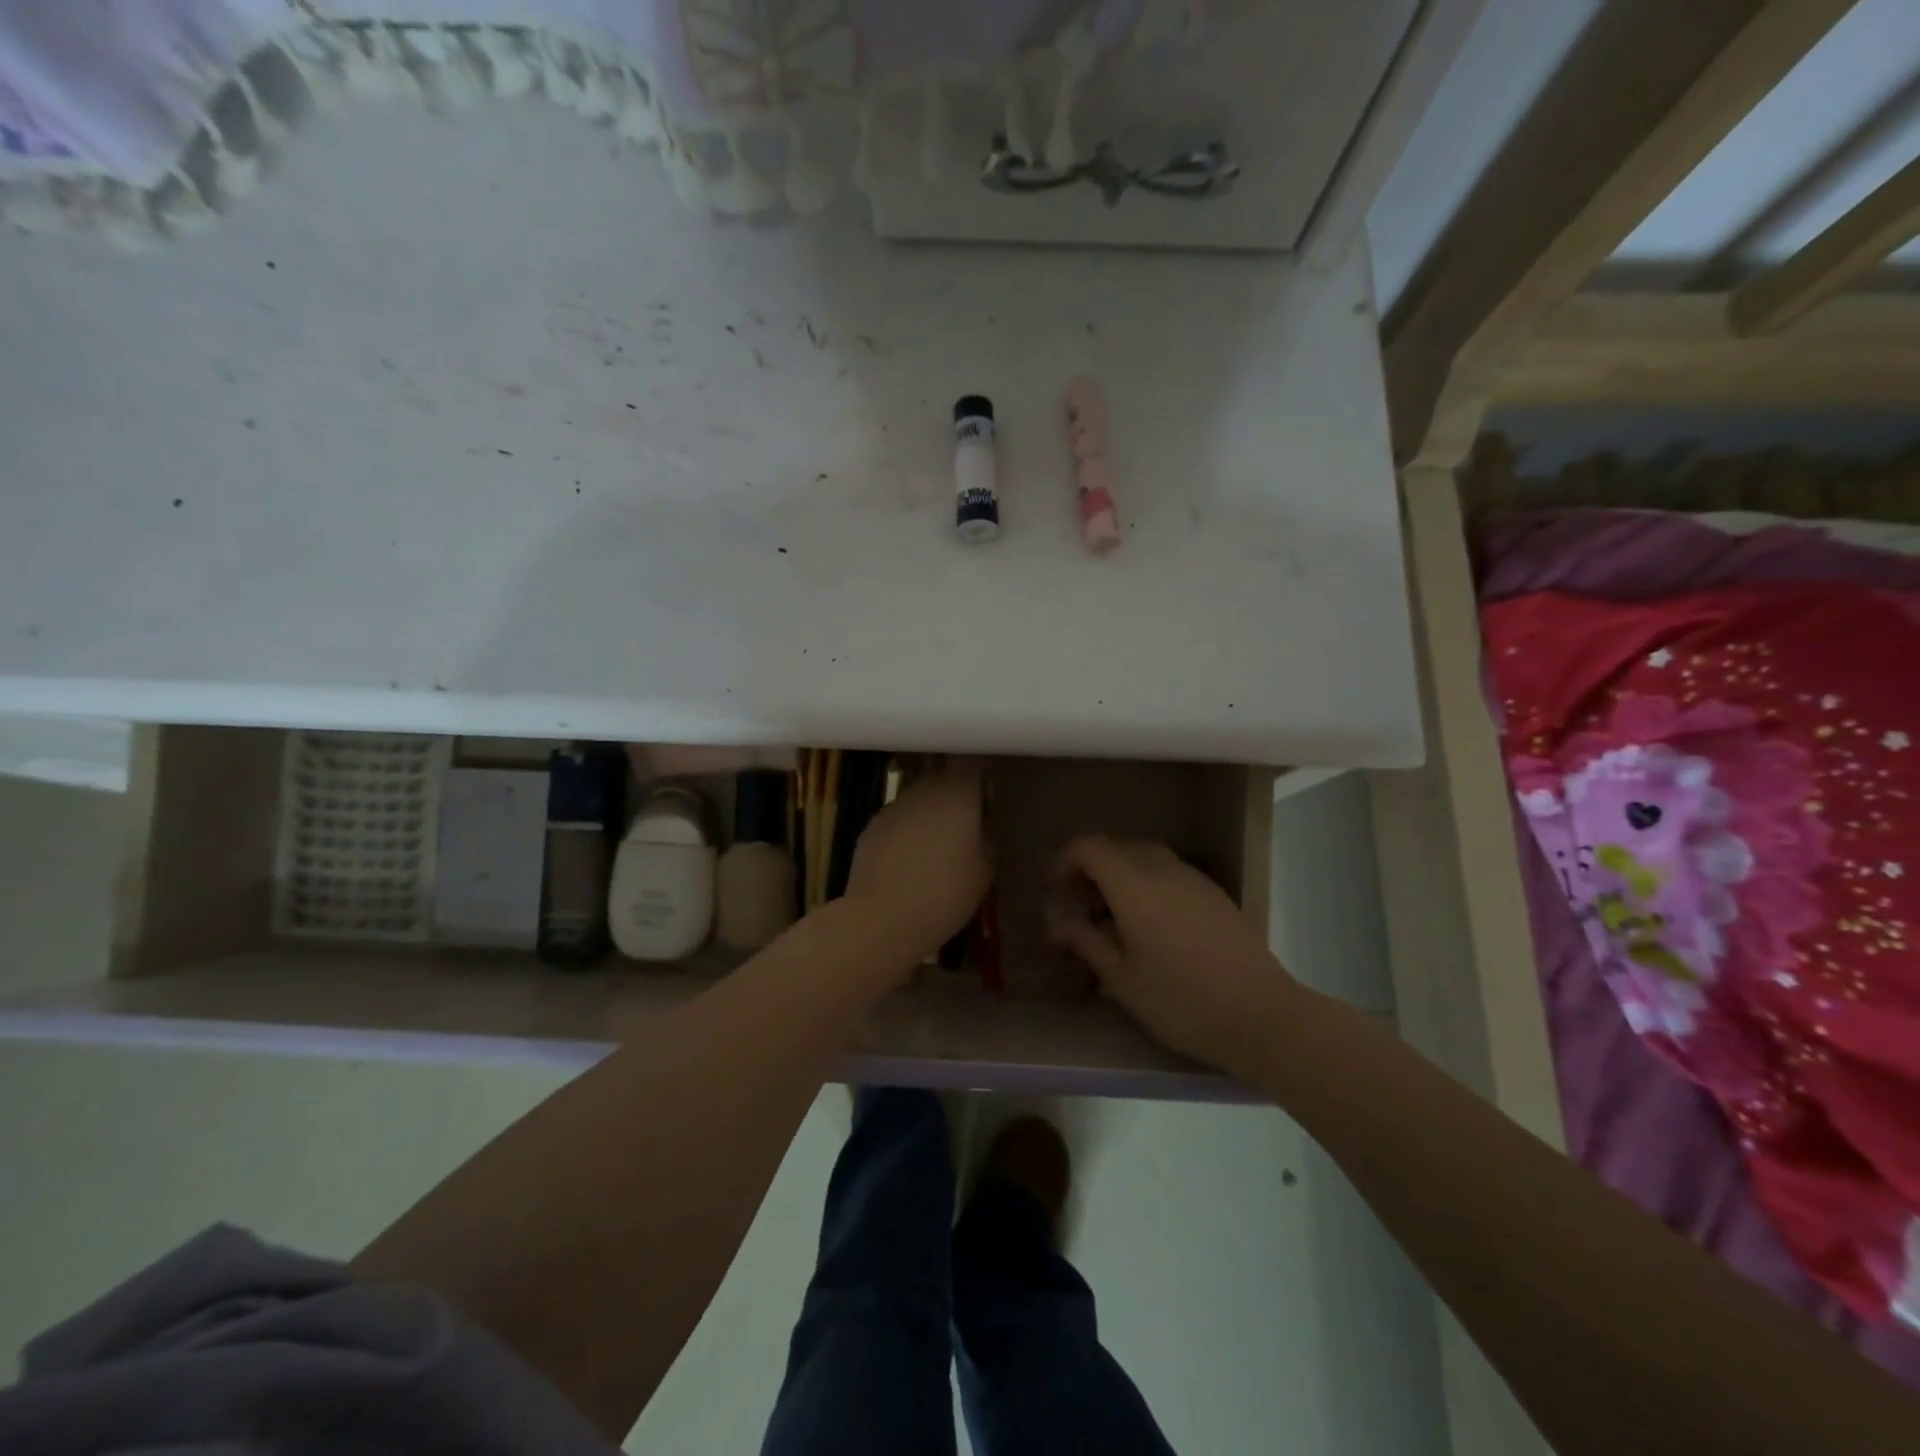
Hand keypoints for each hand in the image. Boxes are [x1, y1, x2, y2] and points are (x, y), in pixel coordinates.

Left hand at [846, 761, 991, 961]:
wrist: (881, 918)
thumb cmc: (944, 895)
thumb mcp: (985, 871)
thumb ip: (988, 836)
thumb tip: (987, 821)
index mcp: (958, 794)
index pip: (974, 761)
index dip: (984, 766)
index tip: (994, 777)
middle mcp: (925, 789)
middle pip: (945, 775)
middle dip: (957, 789)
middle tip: (970, 814)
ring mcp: (895, 805)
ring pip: (920, 796)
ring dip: (932, 809)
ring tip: (940, 839)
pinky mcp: (873, 824)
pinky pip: (900, 817)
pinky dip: (910, 827)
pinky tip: (912, 855)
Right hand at [1046, 836, 1292, 1067]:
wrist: (1261, 1016)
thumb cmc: (1181, 1002)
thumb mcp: (1122, 979)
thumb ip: (1087, 942)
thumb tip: (1060, 922)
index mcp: (1134, 886)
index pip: (1090, 848)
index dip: (1066, 860)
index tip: (1057, 889)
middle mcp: (1163, 870)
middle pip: (1118, 847)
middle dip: (1092, 867)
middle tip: (1081, 904)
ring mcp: (1193, 879)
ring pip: (1146, 856)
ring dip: (1121, 872)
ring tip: (1113, 914)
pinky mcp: (1214, 894)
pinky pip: (1169, 871)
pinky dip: (1148, 882)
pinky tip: (1150, 922)